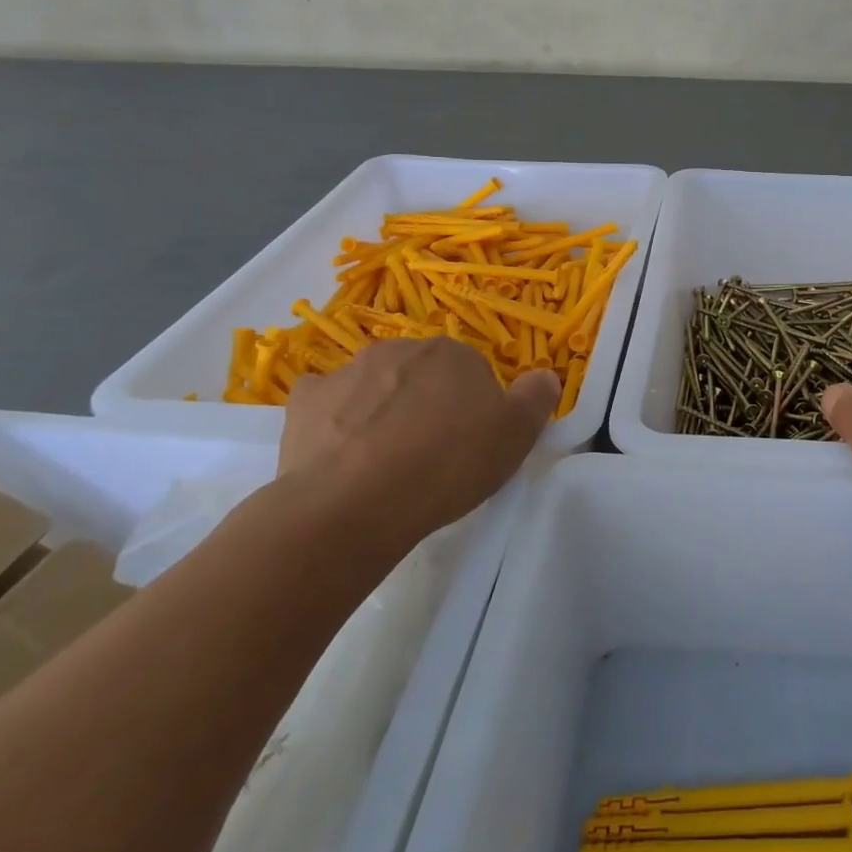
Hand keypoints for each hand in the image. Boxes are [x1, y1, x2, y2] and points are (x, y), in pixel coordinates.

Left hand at [280, 338, 558, 546]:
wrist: (354, 502)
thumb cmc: (446, 465)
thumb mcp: (514, 437)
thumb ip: (536, 399)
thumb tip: (545, 375)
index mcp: (453, 353)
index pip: (473, 372)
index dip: (475, 408)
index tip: (471, 443)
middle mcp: (401, 349)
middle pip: (423, 373)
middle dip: (428, 402)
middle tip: (431, 453)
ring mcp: (348, 371)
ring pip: (376, 385)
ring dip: (383, 409)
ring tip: (385, 462)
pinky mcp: (306, 401)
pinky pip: (326, 400)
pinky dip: (334, 417)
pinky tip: (339, 451)